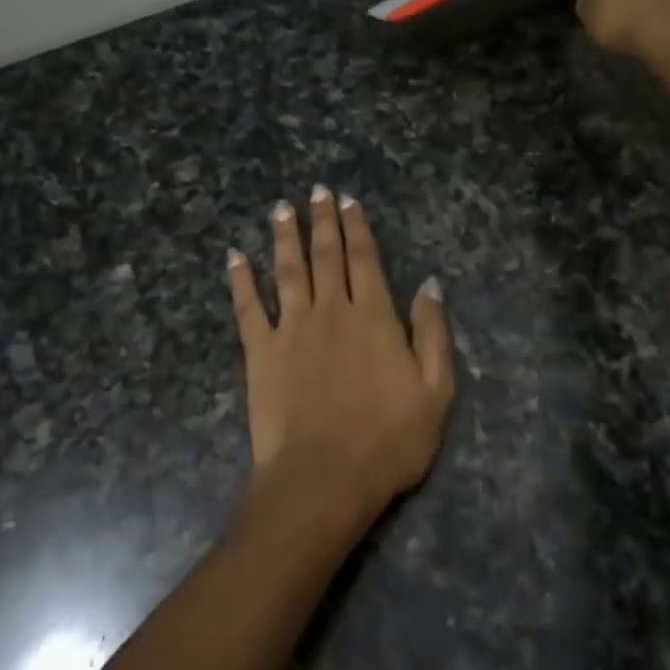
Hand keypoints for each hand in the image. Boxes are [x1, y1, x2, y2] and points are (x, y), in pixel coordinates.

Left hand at [227, 187, 453, 525]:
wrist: (324, 478)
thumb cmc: (388, 441)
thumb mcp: (435, 391)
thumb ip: (432, 333)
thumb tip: (429, 284)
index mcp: (373, 317)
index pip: (364, 260)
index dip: (357, 228)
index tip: (349, 201)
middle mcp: (331, 311)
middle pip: (326, 255)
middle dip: (323, 221)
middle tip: (317, 191)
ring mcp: (291, 328)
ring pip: (288, 270)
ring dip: (285, 237)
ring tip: (282, 209)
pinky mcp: (260, 351)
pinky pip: (247, 308)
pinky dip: (240, 280)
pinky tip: (234, 257)